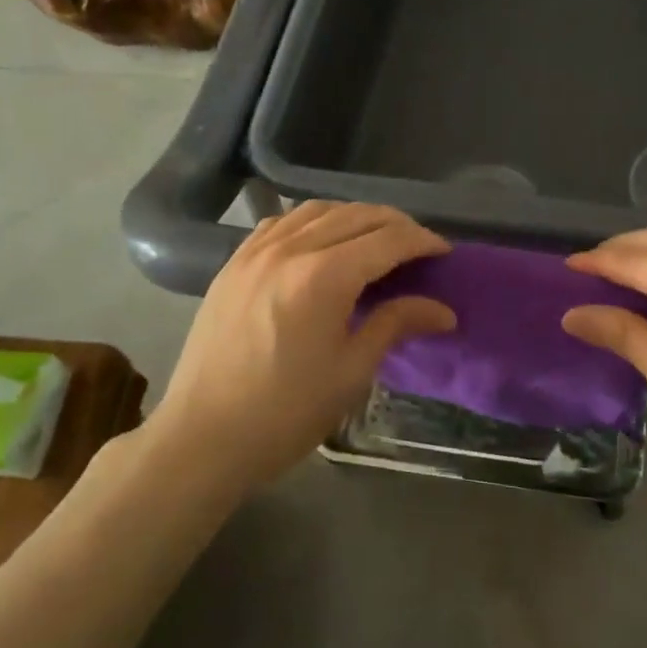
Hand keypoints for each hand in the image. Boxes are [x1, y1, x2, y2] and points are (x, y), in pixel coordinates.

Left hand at [147, 202, 455, 496]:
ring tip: (376, 238)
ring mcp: (255, 251)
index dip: (422, 241)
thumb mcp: (351, 372)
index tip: (444, 252)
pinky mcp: (234, 262)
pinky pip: (281, 222)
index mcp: (323, 276)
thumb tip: (444, 310)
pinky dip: (313, 220)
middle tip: (418, 247)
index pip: (387, 239)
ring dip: (355, 216)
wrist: (201, 438)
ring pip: (318, 209)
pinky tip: (322, 239)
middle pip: (356, 215)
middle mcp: (290, 249)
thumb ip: (396, 324)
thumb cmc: (285, 413)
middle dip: (395, 225)